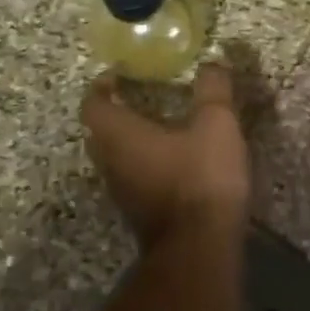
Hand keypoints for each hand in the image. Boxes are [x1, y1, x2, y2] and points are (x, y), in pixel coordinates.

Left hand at [82, 64, 251, 251]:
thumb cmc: (200, 177)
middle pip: (98, 132)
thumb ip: (212, 90)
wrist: (199, 249)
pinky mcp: (138, 214)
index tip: (117, 75)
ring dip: (127, 140)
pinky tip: (171, 161)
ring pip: (113, 158)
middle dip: (113, 112)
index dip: (101, 86)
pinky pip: (131, 178)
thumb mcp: (216, 124)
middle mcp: (112, 162)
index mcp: (120, 135)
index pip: (93, 104)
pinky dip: (142, 163)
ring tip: (156, 126)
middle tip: (136, 96)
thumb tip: (213, 61)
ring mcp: (122, 192)